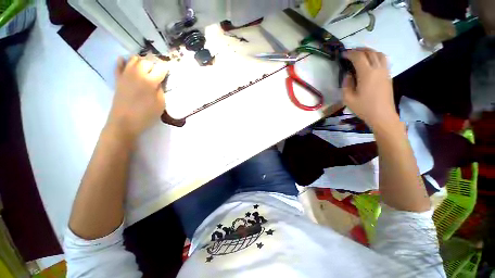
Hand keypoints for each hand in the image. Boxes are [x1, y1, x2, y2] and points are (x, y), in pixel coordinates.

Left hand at [107, 56, 167, 141]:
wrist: (124, 122)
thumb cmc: (146, 115)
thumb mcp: (161, 104)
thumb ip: (161, 90)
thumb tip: (159, 82)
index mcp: (150, 81)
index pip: (161, 68)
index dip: (166, 69)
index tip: (168, 72)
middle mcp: (137, 74)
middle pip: (147, 61)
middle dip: (154, 64)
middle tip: (158, 71)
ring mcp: (126, 75)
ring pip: (134, 59)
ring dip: (142, 61)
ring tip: (147, 67)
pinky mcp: (118, 79)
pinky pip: (118, 66)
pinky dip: (122, 61)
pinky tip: (125, 60)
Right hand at [342, 48, 398, 130]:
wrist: (382, 115)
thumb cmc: (363, 108)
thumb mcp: (348, 98)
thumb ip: (346, 84)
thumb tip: (348, 74)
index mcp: (367, 74)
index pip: (359, 57)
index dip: (350, 53)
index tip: (343, 55)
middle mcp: (378, 69)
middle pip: (369, 52)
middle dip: (359, 50)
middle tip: (350, 53)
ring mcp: (385, 71)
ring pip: (379, 54)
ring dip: (369, 51)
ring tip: (360, 54)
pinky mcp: (388, 75)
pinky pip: (383, 60)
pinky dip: (375, 56)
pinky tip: (370, 62)